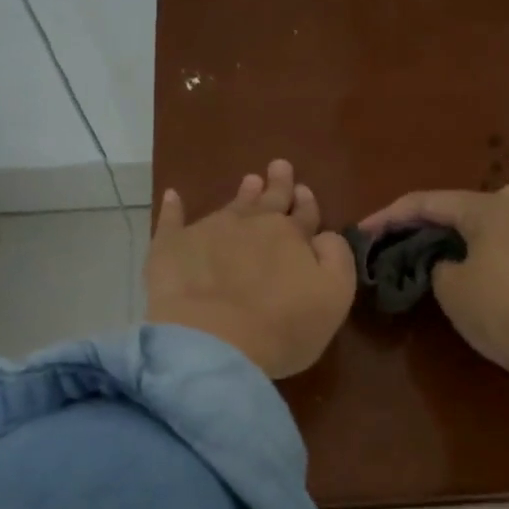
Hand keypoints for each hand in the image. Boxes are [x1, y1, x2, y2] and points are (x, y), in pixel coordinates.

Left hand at [147, 159, 356, 378]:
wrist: (214, 341)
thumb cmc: (283, 326)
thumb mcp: (334, 296)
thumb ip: (336, 259)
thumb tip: (325, 235)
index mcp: (291, 235)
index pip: (303, 214)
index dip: (305, 203)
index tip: (304, 190)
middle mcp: (251, 224)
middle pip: (269, 200)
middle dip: (277, 184)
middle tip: (279, 166)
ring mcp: (209, 231)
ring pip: (231, 206)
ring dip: (242, 194)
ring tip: (249, 181)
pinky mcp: (172, 247)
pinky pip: (172, 220)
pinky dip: (173, 208)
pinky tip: (172, 196)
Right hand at [360, 184, 508, 385]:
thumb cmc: (501, 309)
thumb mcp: (451, 288)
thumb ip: (439, 264)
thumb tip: (451, 261)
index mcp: (488, 207)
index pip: (427, 203)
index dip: (390, 216)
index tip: (363, 231)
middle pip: (463, 205)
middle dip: (431, 221)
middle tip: (404, 241)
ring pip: (496, 215)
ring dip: (468, 228)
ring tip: (449, 246)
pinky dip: (497, 242)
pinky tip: (492, 257)